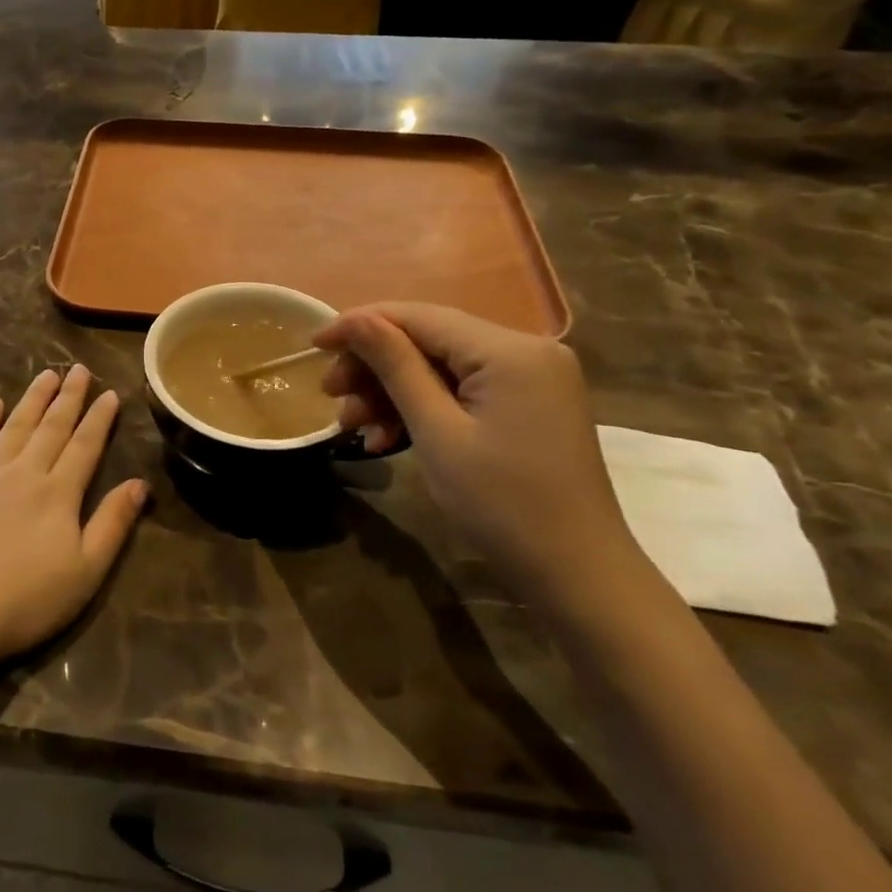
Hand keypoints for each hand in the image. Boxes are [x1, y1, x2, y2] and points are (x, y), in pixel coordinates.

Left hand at [0, 366, 146, 669]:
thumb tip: (140, 484)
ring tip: (46, 375)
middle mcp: (23, 471)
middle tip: (79, 369)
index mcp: (58, 492)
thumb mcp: (85, 571)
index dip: (99, 418)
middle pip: (51, 426)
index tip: (109, 393)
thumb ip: (113, 523)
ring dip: (32, 398)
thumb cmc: (25, 599)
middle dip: (68, 396)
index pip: (84, 445)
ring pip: (14, 425)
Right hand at [314, 304, 646, 613]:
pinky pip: (463, 391)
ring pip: (441, 367)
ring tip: (354, 428)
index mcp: (509, 350)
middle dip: (375, 367)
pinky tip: (389, 438)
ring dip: (393, 393)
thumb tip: (354, 319)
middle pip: (429, 340)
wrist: (577, 575)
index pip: (419, 317)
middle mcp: (526, 349)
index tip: (313, 345)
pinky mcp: (529, 404)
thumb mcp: (436, 431)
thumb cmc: (502, 504)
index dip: (360, 326)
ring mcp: (532, 377)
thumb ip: (394, 366)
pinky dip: (424, 409)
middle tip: (331, 397)